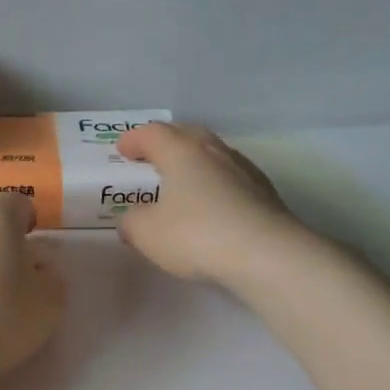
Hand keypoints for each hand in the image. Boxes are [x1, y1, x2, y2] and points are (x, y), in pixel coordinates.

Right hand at [115, 122, 320, 285]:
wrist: (267, 256)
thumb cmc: (196, 235)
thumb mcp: (147, 232)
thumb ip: (133, 221)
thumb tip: (134, 218)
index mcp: (182, 152)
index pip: (154, 134)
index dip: (135, 139)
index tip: (123, 150)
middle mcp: (215, 152)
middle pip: (188, 135)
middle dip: (167, 142)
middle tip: (152, 156)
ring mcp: (245, 171)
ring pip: (213, 155)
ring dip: (194, 163)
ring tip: (181, 181)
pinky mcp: (265, 195)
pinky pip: (230, 179)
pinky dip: (214, 184)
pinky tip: (210, 205)